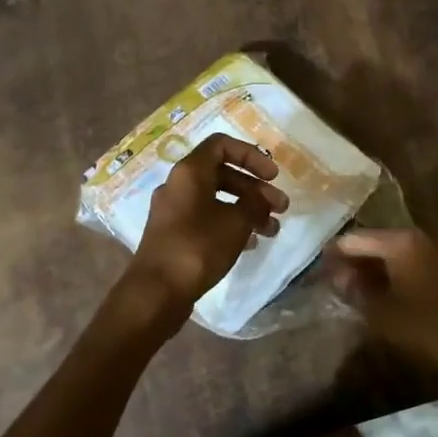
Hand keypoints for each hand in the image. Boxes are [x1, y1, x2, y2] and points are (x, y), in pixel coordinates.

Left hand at [126, 135, 287, 309]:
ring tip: (272, 230)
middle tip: (281, 208)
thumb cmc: (197, 248)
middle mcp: (178, 185)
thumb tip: (262, 198)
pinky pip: (206, 218)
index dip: (251, 155)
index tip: (273, 175)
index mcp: (189, 172)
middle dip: (255, 189)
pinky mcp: (173, 234)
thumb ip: (254, 204)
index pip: (221, 145)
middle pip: (222, 174)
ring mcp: (173, 211)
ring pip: (216, 199)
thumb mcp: (236, 222)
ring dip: (246, 209)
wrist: (156, 291)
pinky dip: (230, 224)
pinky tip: (250, 243)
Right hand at [323, 229, 437, 379]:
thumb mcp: (380, 311)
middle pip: (375, 241)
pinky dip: (394, 272)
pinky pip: (410, 260)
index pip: (354, 238)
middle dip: (354, 260)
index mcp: (401, 241)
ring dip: (374, 267)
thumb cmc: (426, 328)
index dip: (333, 255)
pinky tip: (382, 292)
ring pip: (393, 252)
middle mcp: (419, 236)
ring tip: (355, 289)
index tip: (318, 272)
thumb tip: (335, 274)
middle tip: (335, 282)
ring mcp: (436, 248)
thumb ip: (353, 288)